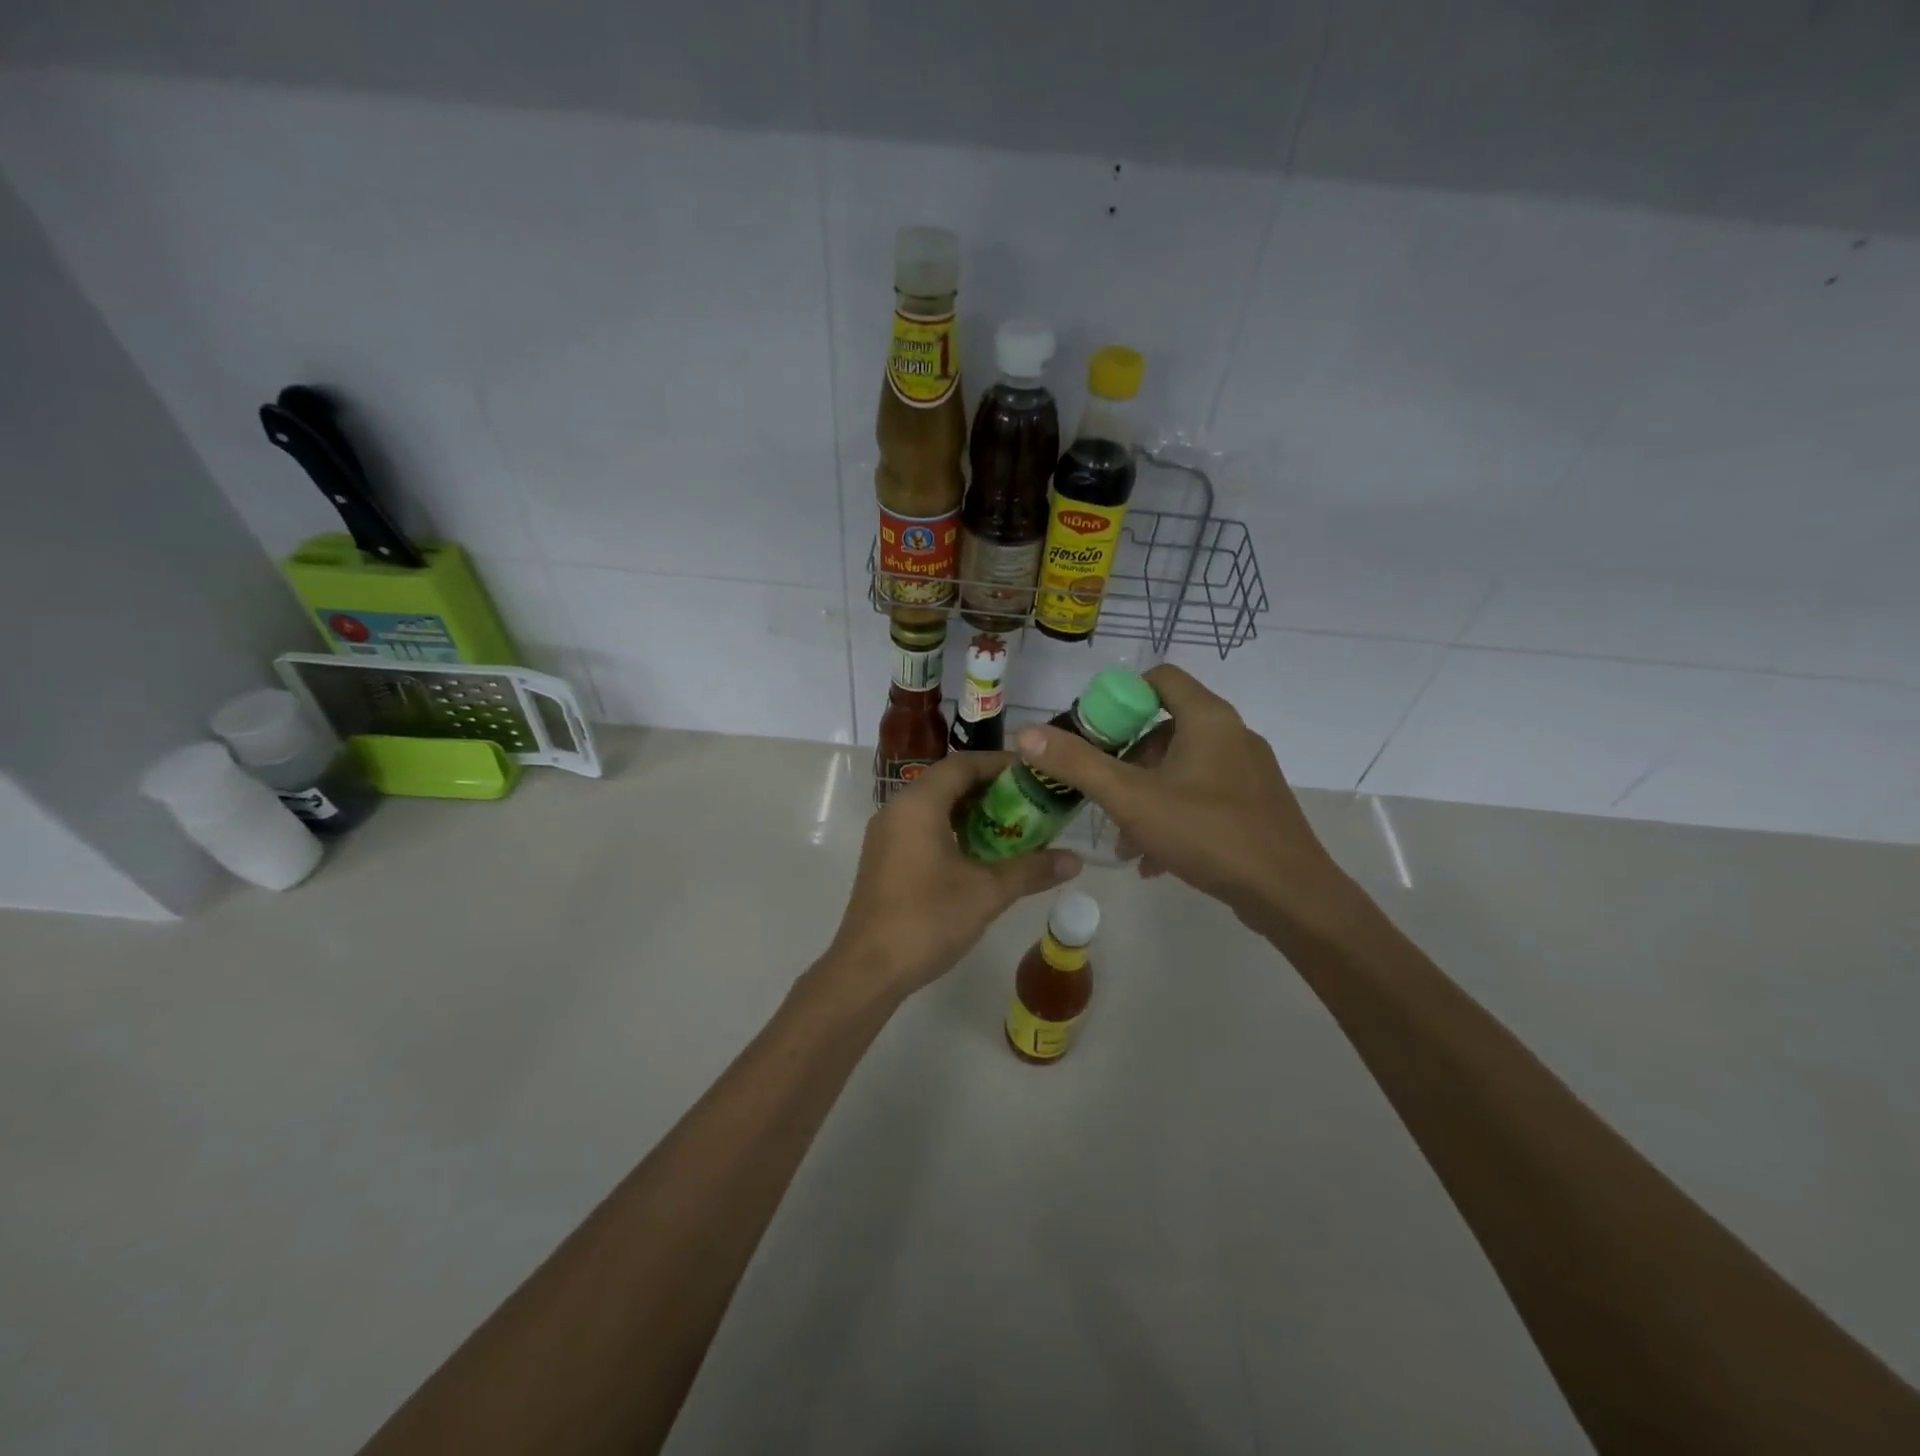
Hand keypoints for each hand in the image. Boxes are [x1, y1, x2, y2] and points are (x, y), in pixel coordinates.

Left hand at [825, 751, 1082, 1002]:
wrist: (867, 970)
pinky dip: (954, 830)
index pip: (963, 764)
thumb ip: (1031, 870)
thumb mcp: (986, 893)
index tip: (1036, 773)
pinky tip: (981, 854)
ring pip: (935, 807)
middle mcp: (897, 810)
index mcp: (918, 805)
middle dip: (991, 789)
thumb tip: (1076, 859)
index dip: (1001, 764)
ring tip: (1014, 826)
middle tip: (1031, 801)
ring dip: (973, 812)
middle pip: (949, 782)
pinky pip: (923, 828)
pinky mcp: (884, 858)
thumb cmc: (926, 920)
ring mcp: (886, 835)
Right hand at [1012, 665, 1358, 938]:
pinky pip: (1202, 794)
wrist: (1290, 894)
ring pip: (1181, 767)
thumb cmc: (1208, 833)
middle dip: (1126, 761)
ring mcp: (1248, 770)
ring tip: (1123, 838)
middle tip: (1102, 792)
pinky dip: (1173, 814)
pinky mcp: (1255, 803)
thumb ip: (1076, 764)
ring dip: (1145, 795)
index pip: (1159, 679)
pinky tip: (1154, 858)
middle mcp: (1232, 734)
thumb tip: (1025, 733)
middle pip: (1165, 727)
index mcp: (1208, 718)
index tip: (1093, 733)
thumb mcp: (1131, 799)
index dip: (1120, 698)